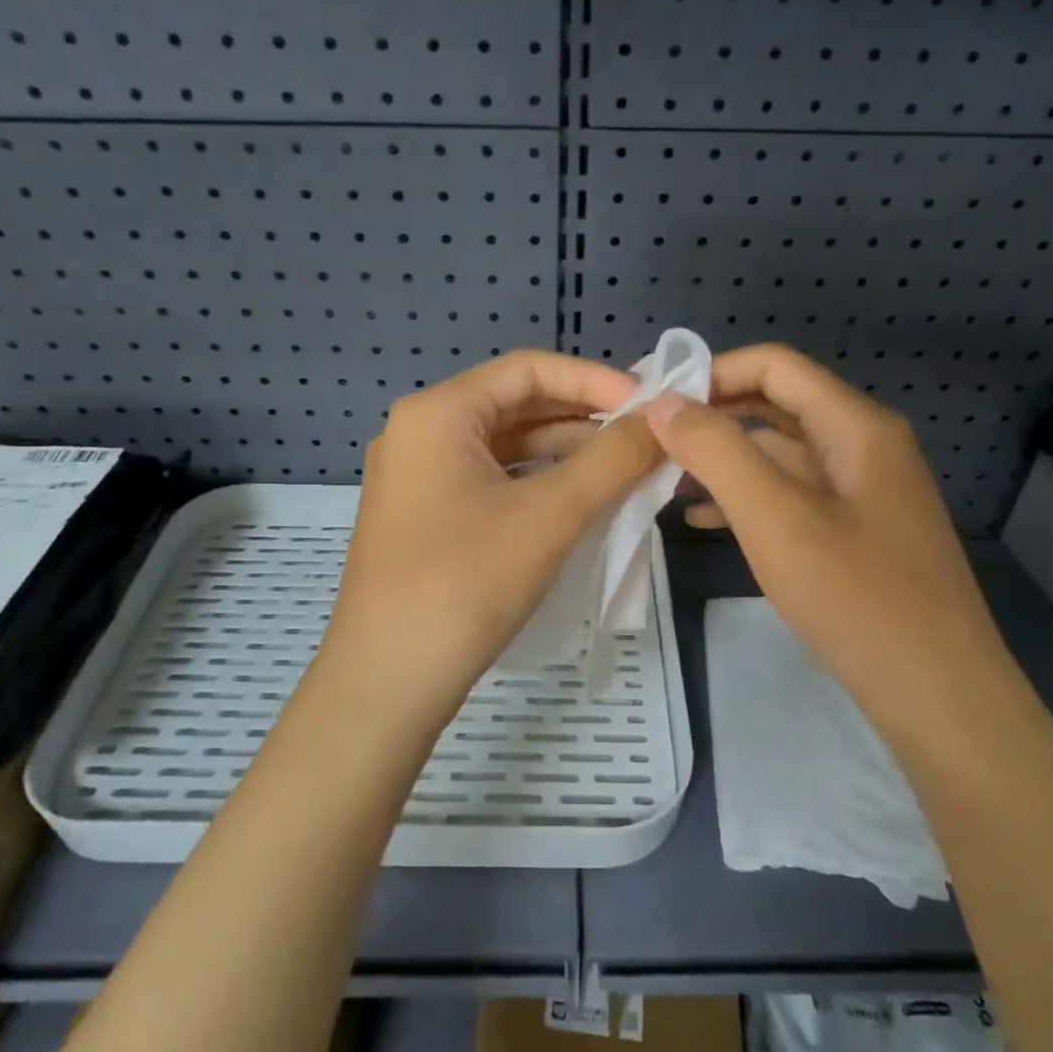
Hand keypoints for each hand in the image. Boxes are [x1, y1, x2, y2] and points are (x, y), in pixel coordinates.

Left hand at [314, 350, 663, 729]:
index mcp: (438, 412)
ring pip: (505, 447)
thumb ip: (614, 459)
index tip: (649, 405)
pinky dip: (537, 484)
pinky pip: (490, 481)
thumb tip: (664, 419)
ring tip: (625, 470)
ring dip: (564, 453)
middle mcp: (420, 432)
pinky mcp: (424, 517)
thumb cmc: (466, 583)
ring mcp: (417, 477)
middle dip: (583, 418)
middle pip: (516, 405)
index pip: (529, 368)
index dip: (594, 380)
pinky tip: (580, 502)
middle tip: (645, 437)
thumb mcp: (550, 515)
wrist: (387, 683)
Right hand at [646, 344, 1024, 732]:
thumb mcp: (775, 517)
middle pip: (775, 405)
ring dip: (723, 459)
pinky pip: (791, 494)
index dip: (711, 372)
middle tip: (649, 439)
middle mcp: (864, 444)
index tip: (654, 399)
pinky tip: (701, 519)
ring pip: (779, 453)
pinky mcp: (855, 530)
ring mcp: (862, 490)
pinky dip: (746, 497)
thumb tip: (664, 402)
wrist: (938, 696)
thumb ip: (716, 451)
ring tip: (663, 479)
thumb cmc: (856, 597)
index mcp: (855, 425)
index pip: (773, 365)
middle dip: (711, 416)